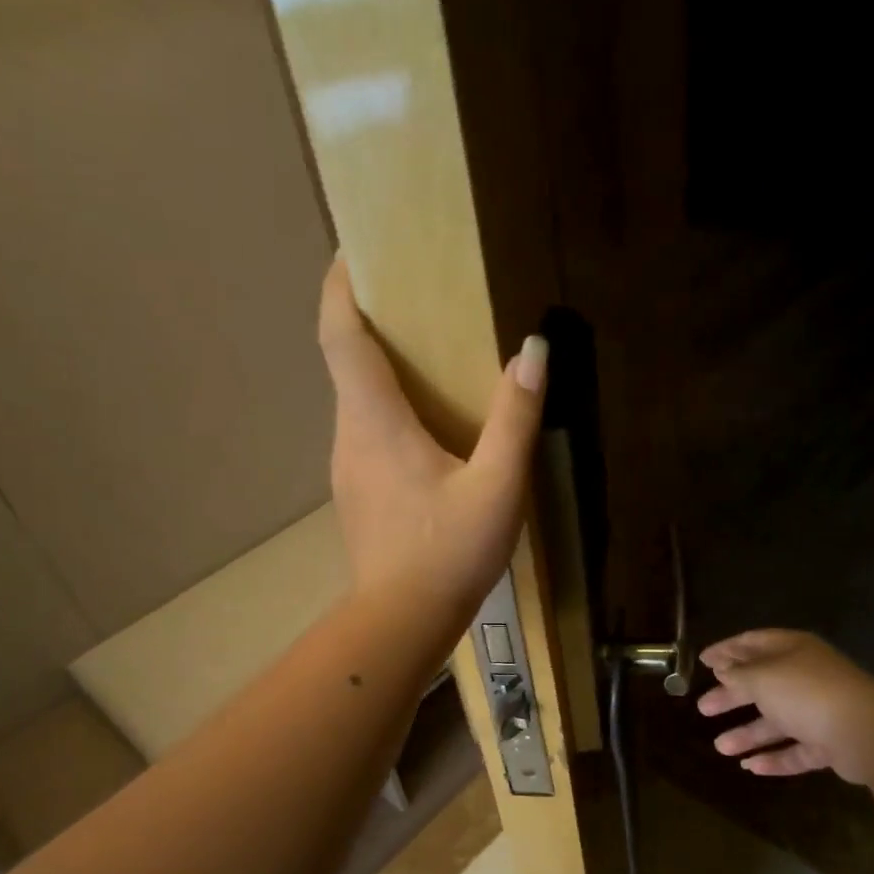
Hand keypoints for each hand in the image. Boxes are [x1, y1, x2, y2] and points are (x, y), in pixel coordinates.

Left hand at [317, 257, 546, 616]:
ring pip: (355, 400)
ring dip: (379, 368)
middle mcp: (349, 435)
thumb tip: (533, 349)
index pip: (340, 336)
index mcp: (375, 421)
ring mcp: (347, 468)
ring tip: (426, 354)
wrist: (402, 622)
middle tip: (411, 295)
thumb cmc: (448, 553)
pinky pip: (365, 432)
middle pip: (345, 362)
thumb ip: (515, 418)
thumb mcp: (497, 487)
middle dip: (368, 321)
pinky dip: (386, 408)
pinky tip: (427, 426)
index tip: (354, 251)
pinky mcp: (358, 494)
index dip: (340, 288)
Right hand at [697, 629, 873, 783]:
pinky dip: (774, 757)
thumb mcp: (762, 677)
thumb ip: (738, 674)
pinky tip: (750, 767)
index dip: (727, 650)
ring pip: (778, 721)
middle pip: (763, 684)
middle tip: (704, 707)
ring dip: (748, 733)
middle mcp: (807, 677)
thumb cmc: (806, 693)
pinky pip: (796, 749)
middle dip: (732, 696)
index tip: (702, 662)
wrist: (866, 732)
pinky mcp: (830, 743)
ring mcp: (821, 711)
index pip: (754, 643)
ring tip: (720, 747)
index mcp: (793, 651)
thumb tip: (724, 669)